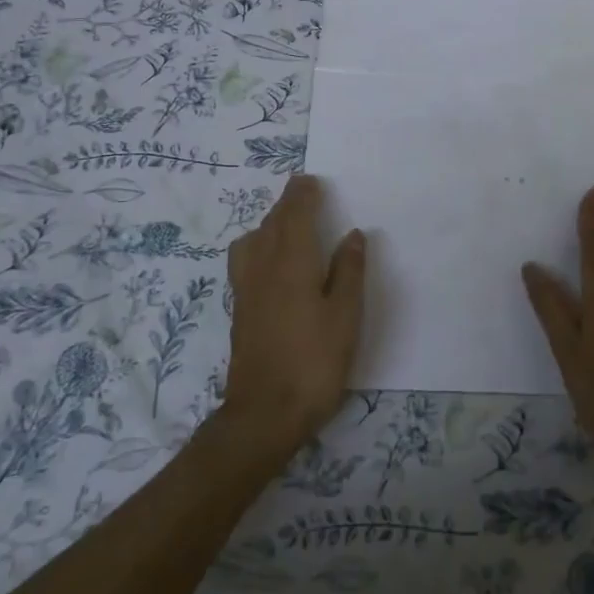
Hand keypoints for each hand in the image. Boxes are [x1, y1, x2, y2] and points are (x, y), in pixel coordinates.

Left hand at [221, 173, 365, 453]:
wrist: (264, 413)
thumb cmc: (314, 362)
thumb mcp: (345, 317)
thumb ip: (349, 271)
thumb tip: (352, 234)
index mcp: (291, 263)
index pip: (294, 216)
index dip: (302, 195)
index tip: (311, 180)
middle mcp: (263, 268)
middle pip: (271, 224)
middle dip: (286, 204)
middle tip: (304, 192)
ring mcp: (246, 290)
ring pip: (253, 240)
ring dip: (269, 223)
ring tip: (288, 223)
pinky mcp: (240, 310)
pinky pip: (246, 259)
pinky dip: (259, 244)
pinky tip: (271, 260)